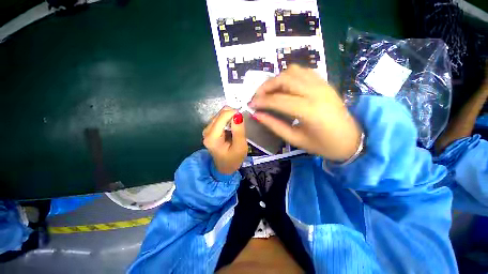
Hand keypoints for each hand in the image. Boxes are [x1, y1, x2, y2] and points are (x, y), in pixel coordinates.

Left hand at [203, 107, 247, 173]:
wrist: (224, 167)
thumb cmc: (233, 159)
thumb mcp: (240, 146)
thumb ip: (239, 131)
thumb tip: (238, 114)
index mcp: (212, 137)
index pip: (222, 117)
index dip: (234, 113)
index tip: (243, 117)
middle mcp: (207, 131)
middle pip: (220, 114)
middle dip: (232, 115)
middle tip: (241, 123)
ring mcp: (207, 130)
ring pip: (220, 115)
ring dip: (230, 117)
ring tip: (237, 127)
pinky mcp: (210, 130)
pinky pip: (219, 119)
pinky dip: (227, 120)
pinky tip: (232, 128)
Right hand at [249, 65, 362, 160]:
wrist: (352, 140)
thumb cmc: (324, 145)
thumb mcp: (295, 139)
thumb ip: (274, 125)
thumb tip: (257, 115)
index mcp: (309, 111)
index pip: (278, 100)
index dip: (261, 101)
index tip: (250, 104)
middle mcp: (316, 92)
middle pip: (284, 79)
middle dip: (266, 86)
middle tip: (257, 97)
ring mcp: (322, 84)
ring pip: (293, 71)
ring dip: (277, 79)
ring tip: (270, 92)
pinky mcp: (325, 83)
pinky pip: (303, 71)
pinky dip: (289, 76)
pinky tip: (285, 88)